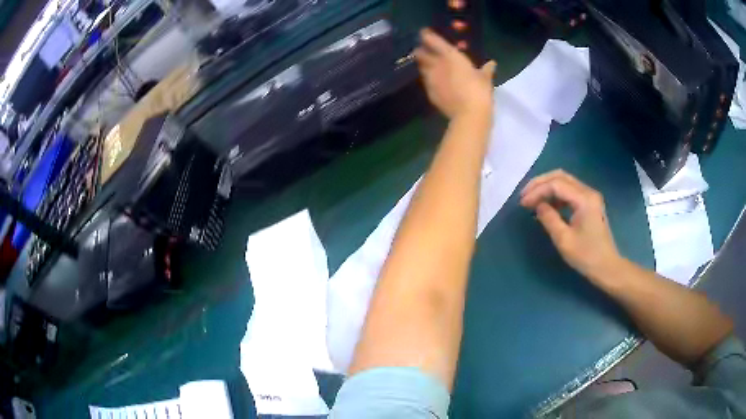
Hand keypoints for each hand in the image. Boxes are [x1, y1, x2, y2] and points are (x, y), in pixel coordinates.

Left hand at [415, 28, 495, 119]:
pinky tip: (436, 83)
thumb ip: (486, 69)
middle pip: (419, 53)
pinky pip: (425, 81)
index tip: (426, 34)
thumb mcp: (485, 79)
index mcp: (449, 55)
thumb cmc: (479, 91)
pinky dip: (429, 79)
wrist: (468, 114)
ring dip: (424, 65)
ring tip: (432, 67)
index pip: (430, 39)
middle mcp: (436, 64)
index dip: (426, 35)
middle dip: (421, 50)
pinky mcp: (429, 92)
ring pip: (420, 67)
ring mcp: (430, 79)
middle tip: (427, 52)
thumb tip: (492, 64)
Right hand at [520, 170, 622, 281]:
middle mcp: (588, 192)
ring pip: (565, 181)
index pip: (556, 185)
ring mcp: (590, 196)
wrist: (607, 267)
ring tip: (532, 199)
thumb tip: (538, 205)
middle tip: (524, 195)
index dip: (537, 191)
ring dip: (547, 187)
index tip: (523, 203)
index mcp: (584, 199)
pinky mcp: (589, 203)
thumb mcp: (564, 240)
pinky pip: (570, 190)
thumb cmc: (586, 256)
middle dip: (540, 183)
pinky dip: (556, 194)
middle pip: (560, 176)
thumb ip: (549, 219)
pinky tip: (547, 205)